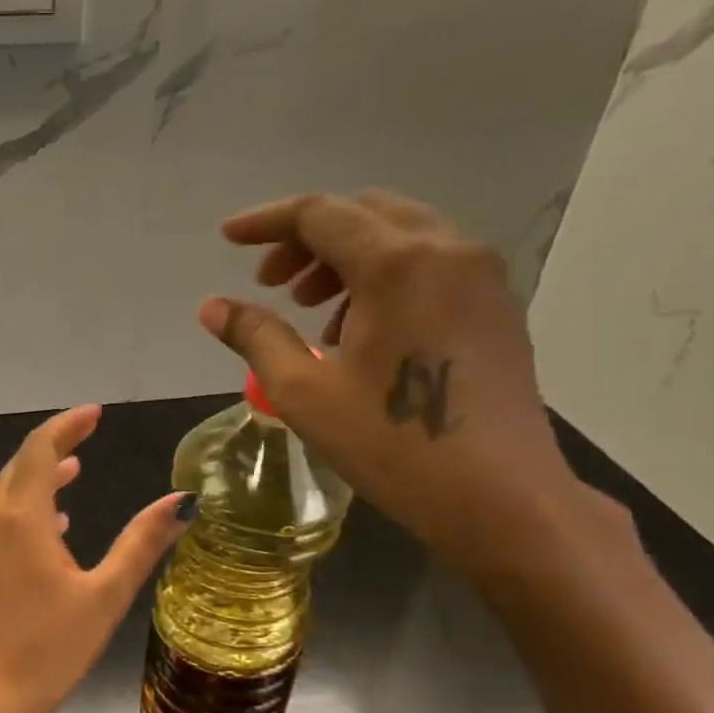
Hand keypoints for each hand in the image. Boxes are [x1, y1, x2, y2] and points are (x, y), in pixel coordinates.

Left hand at [0, 406, 185, 712]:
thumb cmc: (50, 646)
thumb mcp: (105, 594)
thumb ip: (142, 543)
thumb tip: (182, 500)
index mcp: (21, 517)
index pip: (41, 449)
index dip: (67, 425)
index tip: (95, 414)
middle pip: (22, 464)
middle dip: (54, 444)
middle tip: (89, 433)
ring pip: (9, 491)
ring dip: (41, 475)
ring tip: (75, 468)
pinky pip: (2, 517)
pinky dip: (30, 504)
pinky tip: (56, 523)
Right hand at [200, 191, 588, 571]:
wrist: (502, 499)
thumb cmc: (393, 446)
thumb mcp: (305, 392)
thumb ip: (256, 336)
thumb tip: (211, 306)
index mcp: (398, 264)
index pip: (319, 214)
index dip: (266, 221)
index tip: (227, 238)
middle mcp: (448, 250)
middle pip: (363, 213)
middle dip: (307, 238)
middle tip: (270, 282)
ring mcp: (482, 276)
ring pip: (400, 234)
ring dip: (345, 256)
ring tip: (311, 309)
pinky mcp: (497, 305)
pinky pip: (430, 262)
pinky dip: (383, 274)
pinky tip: (360, 328)